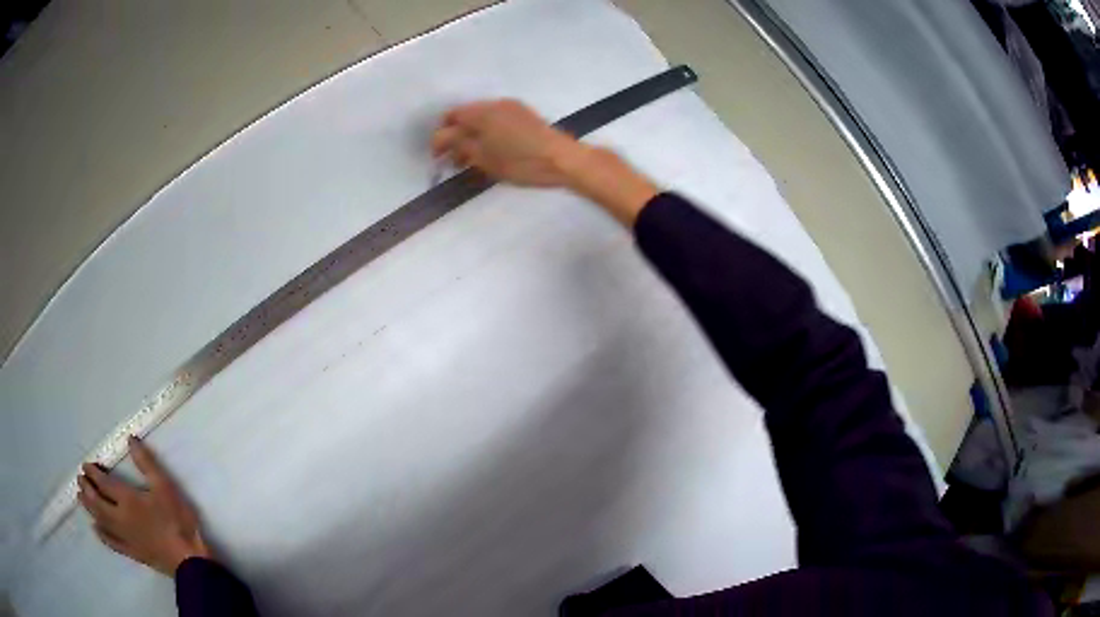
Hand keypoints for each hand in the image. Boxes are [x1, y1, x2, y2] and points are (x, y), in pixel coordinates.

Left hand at [78, 436, 212, 575]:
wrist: (188, 560)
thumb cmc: (176, 520)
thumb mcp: (165, 487)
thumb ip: (147, 464)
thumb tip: (130, 440)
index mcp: (127, 499)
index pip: (104, 483)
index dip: (93, 473)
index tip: (85, 465)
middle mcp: (120, 516)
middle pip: (97, 502)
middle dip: (87, 489)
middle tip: (79, 479)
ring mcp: (125, 537)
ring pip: (101, 520)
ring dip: (89, 508)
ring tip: (80, 498)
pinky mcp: (132, 552)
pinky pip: (112, 543)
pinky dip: (101, 534)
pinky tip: (96, 529)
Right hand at [431, 99, 582, 186]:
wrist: (562, 159)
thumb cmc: (520, 161)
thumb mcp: (483, 157)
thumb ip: (458, 145)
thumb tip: (441, 139)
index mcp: (481, 111)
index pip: (450, 118)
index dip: (440, 138)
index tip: (439, 158)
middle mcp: (495, 103)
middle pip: (466, 116)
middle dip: (456, 137)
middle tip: (455, 161)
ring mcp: (512, 107)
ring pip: (482, 119)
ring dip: (473, 136)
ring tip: (474, 159)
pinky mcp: (525, 116)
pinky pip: (497, 121)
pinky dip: (488, 134)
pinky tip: (492, 151)